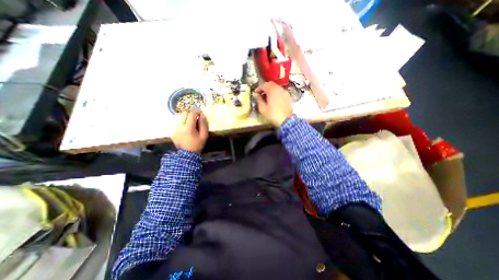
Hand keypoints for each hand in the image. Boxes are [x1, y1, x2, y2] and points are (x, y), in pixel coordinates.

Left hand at [173, 111, 208, 153]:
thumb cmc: (197, 145)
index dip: (197, 112)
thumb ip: (204, 124)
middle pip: (184, 113)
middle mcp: (180, 127)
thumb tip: (202, 115)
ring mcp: (175, 130)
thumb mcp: (204, 135)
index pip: (191, 114)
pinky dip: (183, 124)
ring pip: (180, 118)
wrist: (187, 155)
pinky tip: (187, 130)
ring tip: (192, 124)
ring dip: (187, 118)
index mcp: (188, 128)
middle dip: (191, 114)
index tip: (201, 113)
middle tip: (196, 118)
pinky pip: (178, 124)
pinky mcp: (173, 132)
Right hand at [254, 81, 292, 125]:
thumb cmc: (273, 115)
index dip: (259, 88)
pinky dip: (276, 93)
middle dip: (265, 87)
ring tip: (267, 96)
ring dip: (271, 90)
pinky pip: (281, 91)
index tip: (256, 93)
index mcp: (272, 90)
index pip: (264, 85)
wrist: (286, 120)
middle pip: (271, 84)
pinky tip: (274, 99)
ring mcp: (285, 92)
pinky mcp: (288, 97)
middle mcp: (279, 89)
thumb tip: (258, 95)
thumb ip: (259, 100)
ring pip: (276, 87)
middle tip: (261, 93)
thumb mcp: (262, 109)